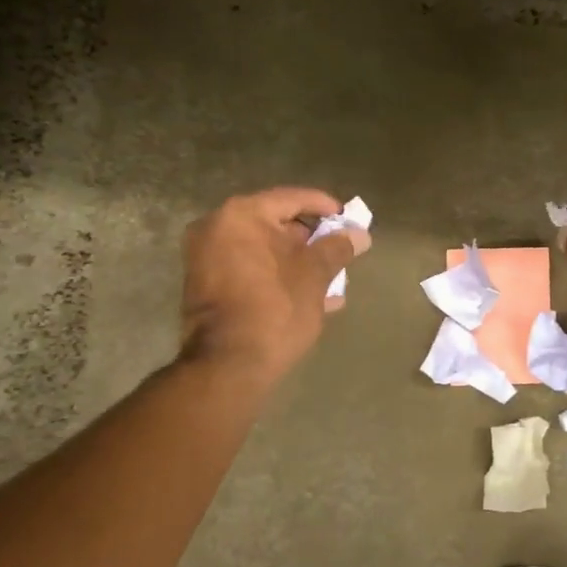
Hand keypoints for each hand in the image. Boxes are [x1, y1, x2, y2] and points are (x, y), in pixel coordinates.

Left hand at [178, 187, 370, 385]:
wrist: (227, 367)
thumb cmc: (275, 310)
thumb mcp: (314, 276)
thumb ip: (337, 249)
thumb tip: (360, 235)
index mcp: (240, 215)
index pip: (291, 199)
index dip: (325, 208)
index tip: (349, 221)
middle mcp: (216, 228)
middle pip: (275, 223)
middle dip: (311, 240)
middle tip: (340, 253)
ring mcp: (206, 258)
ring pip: (263, 250)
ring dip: (297, 263)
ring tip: (332, 280)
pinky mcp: (206, 287)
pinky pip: (248, 269)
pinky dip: (276, 276)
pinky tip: (310, 298)